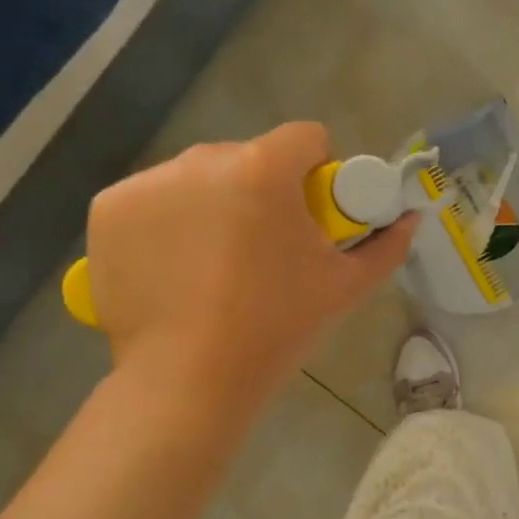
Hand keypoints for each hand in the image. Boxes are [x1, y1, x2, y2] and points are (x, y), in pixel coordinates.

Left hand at [85, 123, 416, 413]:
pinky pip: (152, 201)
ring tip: (216, 267)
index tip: (312, 216)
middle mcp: (201, 161)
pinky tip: (175, 269)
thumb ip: (385, 247)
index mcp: (264, 171)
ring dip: (213, 205)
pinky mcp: (108, 210)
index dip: (318, 172)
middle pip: (248, 158)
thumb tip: (410, 219)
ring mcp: (148, 183)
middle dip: (262, 192)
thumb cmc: (277, 329)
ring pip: (197, 178)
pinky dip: (167, 224)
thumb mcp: (344, 289)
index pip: (306, 138)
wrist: (190, 380)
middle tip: (265, 252)